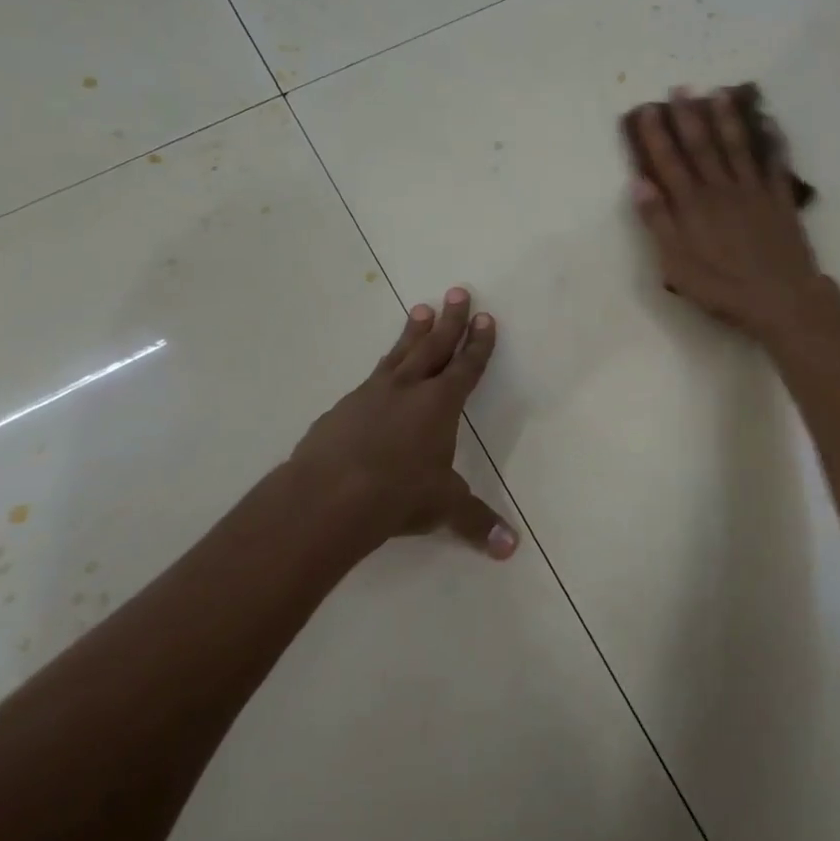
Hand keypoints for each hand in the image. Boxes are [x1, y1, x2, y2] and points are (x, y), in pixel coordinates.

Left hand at [283, 287, 518, 562]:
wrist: (328, 496)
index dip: (478, 344)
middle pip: (434, 346)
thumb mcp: (444, 507)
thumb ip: (477, 522)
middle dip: (450, 321)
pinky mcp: (342, 408)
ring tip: (420, 309)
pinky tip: (379, 373)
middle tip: (458, 291)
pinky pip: (370, 379)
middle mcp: (408, 389)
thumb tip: (511, 549)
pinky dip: (382, 368)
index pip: (466, 367)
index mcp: (440, 404)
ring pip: (399, 354)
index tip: (486, 319)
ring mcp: (371, 394)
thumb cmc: (398, 495)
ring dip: (413, 332)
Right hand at [624, 88, 823, 341]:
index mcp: (692, 205)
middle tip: (680, 88)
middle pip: (702, 145)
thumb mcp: (677, 264)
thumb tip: (639, 182)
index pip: (669, 161)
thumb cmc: (722, 288)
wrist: (780, 299)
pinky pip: (775, 162)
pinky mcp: (780, 199)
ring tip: (719, 93)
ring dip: (727, 118)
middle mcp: (721, 189)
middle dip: (689, 115)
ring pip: (738, 146)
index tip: (646, 109)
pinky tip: (768, 122)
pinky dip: (772, 140)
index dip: (656, 134)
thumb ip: (658, 222)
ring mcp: (754, 191)